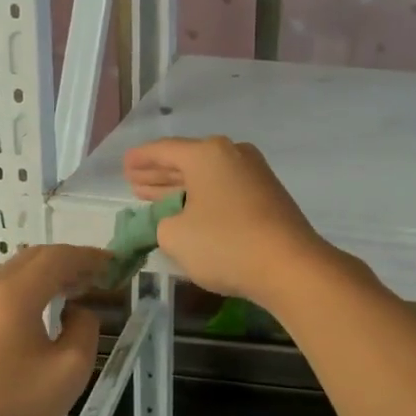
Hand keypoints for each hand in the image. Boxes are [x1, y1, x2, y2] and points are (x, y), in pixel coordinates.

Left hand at [0, 245, 104, 415]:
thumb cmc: (11, 412)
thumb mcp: (70, 372)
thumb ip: (85, 329)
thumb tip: (75, 312)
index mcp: (13, 294)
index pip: (59, 257)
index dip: (89, 256)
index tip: (112, 263)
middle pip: (31, 259)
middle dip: (66, 262)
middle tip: (93, 276)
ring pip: (9, 275)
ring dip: (41, 277)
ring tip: (65, 294)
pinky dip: (18, 294)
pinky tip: (29, 317)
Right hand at [123, 137, 339, 307]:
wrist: (290, 265)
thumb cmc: (226, 243)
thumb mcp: (176, 236)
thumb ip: (161, 223)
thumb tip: (172, 219)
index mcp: (207, 153)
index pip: (164, 150)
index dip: (141, 159)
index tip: (125, 164)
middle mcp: (232, 153)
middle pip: (188, 160)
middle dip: (160, 173)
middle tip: (135, 182)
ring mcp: (255, 173)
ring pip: (208, 176)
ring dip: (181, 187)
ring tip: (155, 197)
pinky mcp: (268, 194)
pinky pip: (225, 188)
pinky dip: (203, 196)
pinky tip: (190, 210)